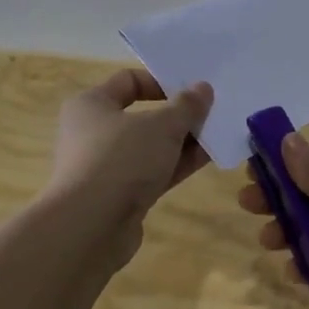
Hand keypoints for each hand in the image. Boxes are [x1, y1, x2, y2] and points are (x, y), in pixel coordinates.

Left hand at [46, 69, 213, 253]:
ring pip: (150, 147)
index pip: (128, 81)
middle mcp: (94, 132)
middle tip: (212, 112)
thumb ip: (186, 106)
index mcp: (91, 104)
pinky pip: (152, 172)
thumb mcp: (161, 126)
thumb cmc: (121, 160)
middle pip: (142, 116)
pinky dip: (176, 165)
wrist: (90, 227)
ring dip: (182, 142)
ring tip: (217, 135)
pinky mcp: (119, 195)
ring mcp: (106, 167)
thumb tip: (202, 88)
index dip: (161, 82)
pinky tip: (207, 159)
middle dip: (178, 115)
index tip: (192, 89)